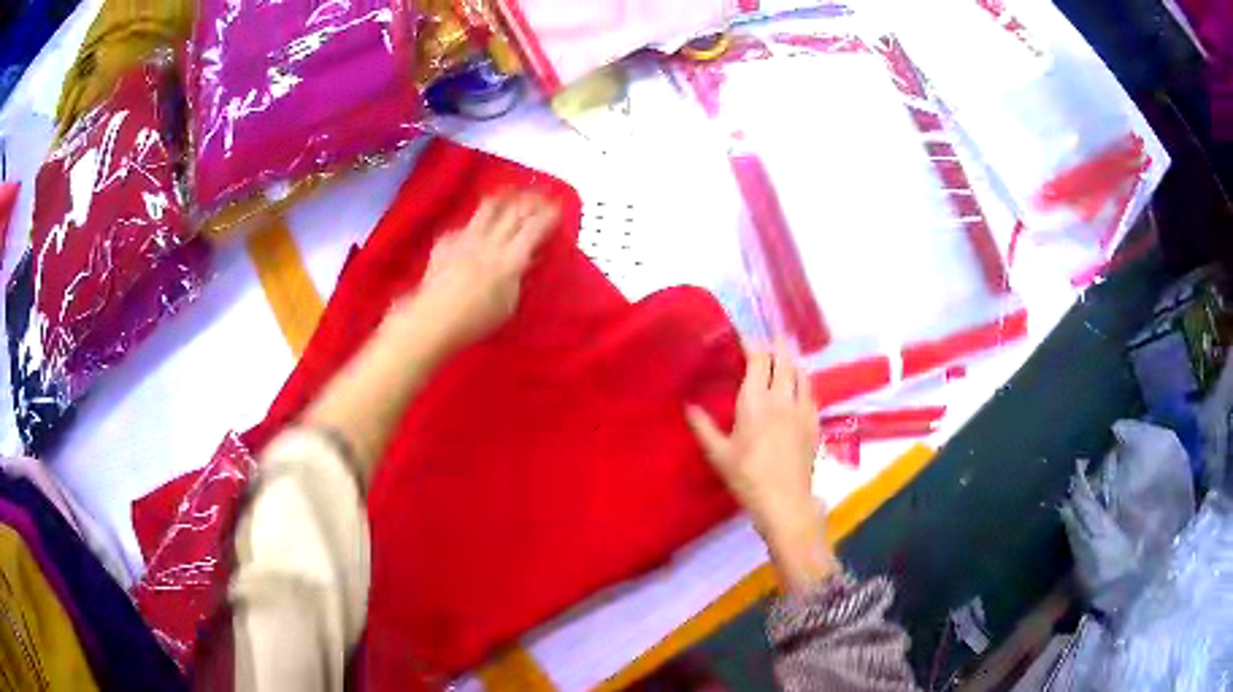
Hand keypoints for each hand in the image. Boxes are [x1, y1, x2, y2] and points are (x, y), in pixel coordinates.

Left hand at [398, 192, 559, 350]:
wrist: (433, 319)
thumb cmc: (475, 321)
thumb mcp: (508, 305)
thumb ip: (518, 279)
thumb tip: (527, 261)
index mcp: (510, 259)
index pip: (534, 228)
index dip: (548, 215)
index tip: (557, 206)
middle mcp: (490, 242)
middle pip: (514, 212)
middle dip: (530, 200)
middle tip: (540, 194)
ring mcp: (466, 238)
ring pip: (489, 208)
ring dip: (504, 198)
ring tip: (511, 192)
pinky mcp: (446, 241)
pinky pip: (465, 225)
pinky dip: (475, 222)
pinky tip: (475, 226)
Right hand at [687, 343, 837, 589]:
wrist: (785, 501)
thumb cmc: (747, 477)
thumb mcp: (718, 454)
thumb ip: (703, 427)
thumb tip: (688, 406)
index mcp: (756, 402)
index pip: (758, 359)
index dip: (752, 342)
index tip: (743, 336)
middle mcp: (782, 398)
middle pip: (784, 359)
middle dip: (776, 344)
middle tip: (768, 337)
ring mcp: (802, 409)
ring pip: (801, 372)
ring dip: (791, 360)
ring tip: (784, 356)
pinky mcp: (814, 422)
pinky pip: (810, 391)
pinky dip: (802, 380)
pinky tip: (798, 387)